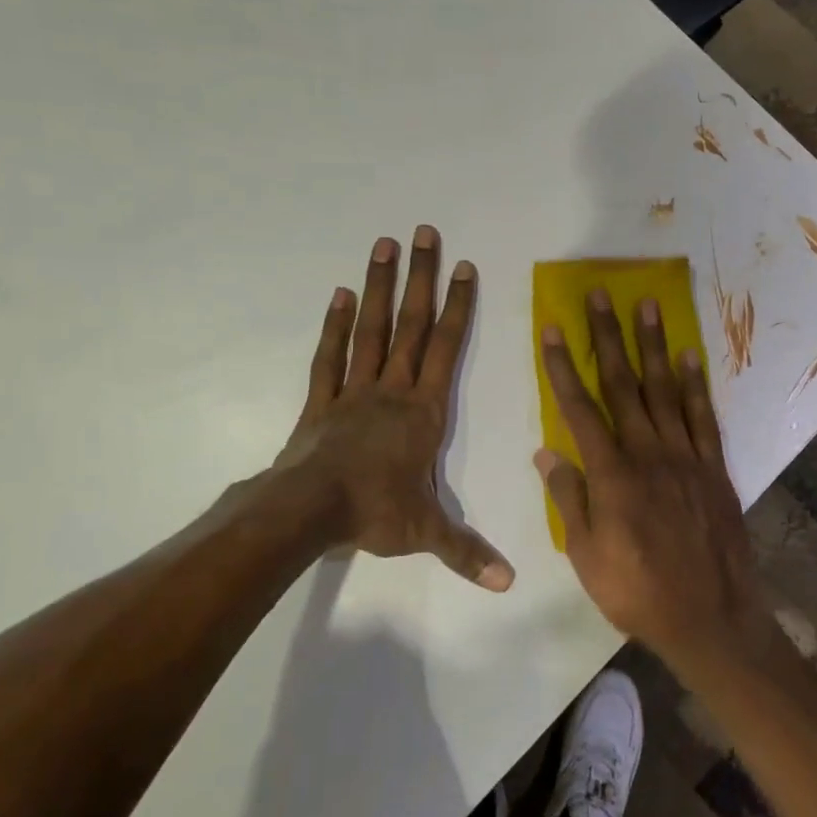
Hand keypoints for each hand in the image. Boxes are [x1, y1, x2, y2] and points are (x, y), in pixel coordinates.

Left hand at [275, 227, 513, 589]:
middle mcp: (393, 389)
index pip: (448, 350)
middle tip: (425, 232)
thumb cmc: (373, 512)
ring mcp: (354, 390)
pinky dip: (337, 325)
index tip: (465, 267)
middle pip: (412, 325)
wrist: (308, 511)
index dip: (459, 308)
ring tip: (385, 244)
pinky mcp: (322, 400)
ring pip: (373, 329)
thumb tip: (508, 583)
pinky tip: (342, 294)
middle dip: (422, 278)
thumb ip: (467, 552)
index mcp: (423, 412)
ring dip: (381, 287)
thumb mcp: (426, 534)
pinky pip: (330, 356)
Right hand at [536, 291, 768, 669]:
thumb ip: (569, 499)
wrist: (709, 617)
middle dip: (608, 336)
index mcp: (612, 475)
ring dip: (653, 345)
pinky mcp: (713, 468)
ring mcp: (686, 457)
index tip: (553, 329)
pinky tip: (688, 356)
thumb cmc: (637, 592)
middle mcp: (648, 453)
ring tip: (647, 305)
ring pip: (665, 390)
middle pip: (623, 384)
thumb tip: (547, 452)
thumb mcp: (586, 556)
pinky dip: (695, 384)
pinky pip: (703, 417)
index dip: (563, 367)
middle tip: (599, 295)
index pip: (579, 409)